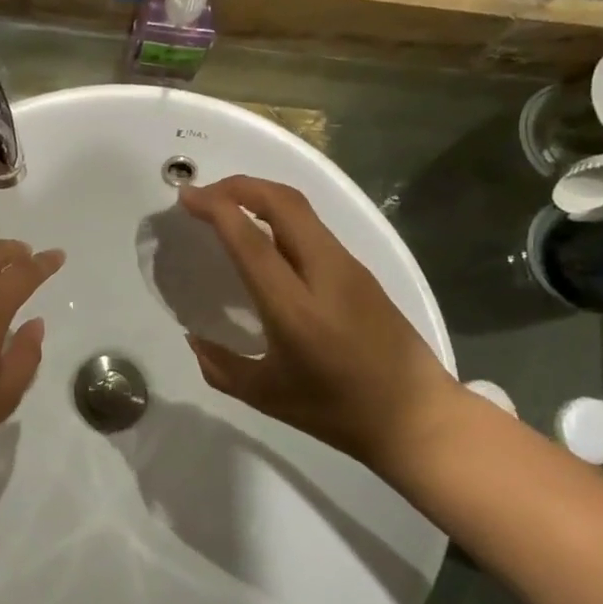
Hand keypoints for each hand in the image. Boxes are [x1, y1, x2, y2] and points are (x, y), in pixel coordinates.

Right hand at [178, 176, 459, 469]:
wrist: (416, 417)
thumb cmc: (338, 412)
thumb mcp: (267, 397)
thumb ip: (220, 366)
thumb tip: (194, 338)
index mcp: (296, 309)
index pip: (252, 241)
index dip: (216, 210)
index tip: (186, 198)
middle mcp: (325, 274)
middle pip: (283, 203)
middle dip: (239, 186)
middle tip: (205, 195)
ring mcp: (348, 267)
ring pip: (301, 210)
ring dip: (261, 196)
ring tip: (228, 208)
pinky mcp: (361, 270)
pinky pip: (313, 228)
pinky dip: (280, 216)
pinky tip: (263, 238)